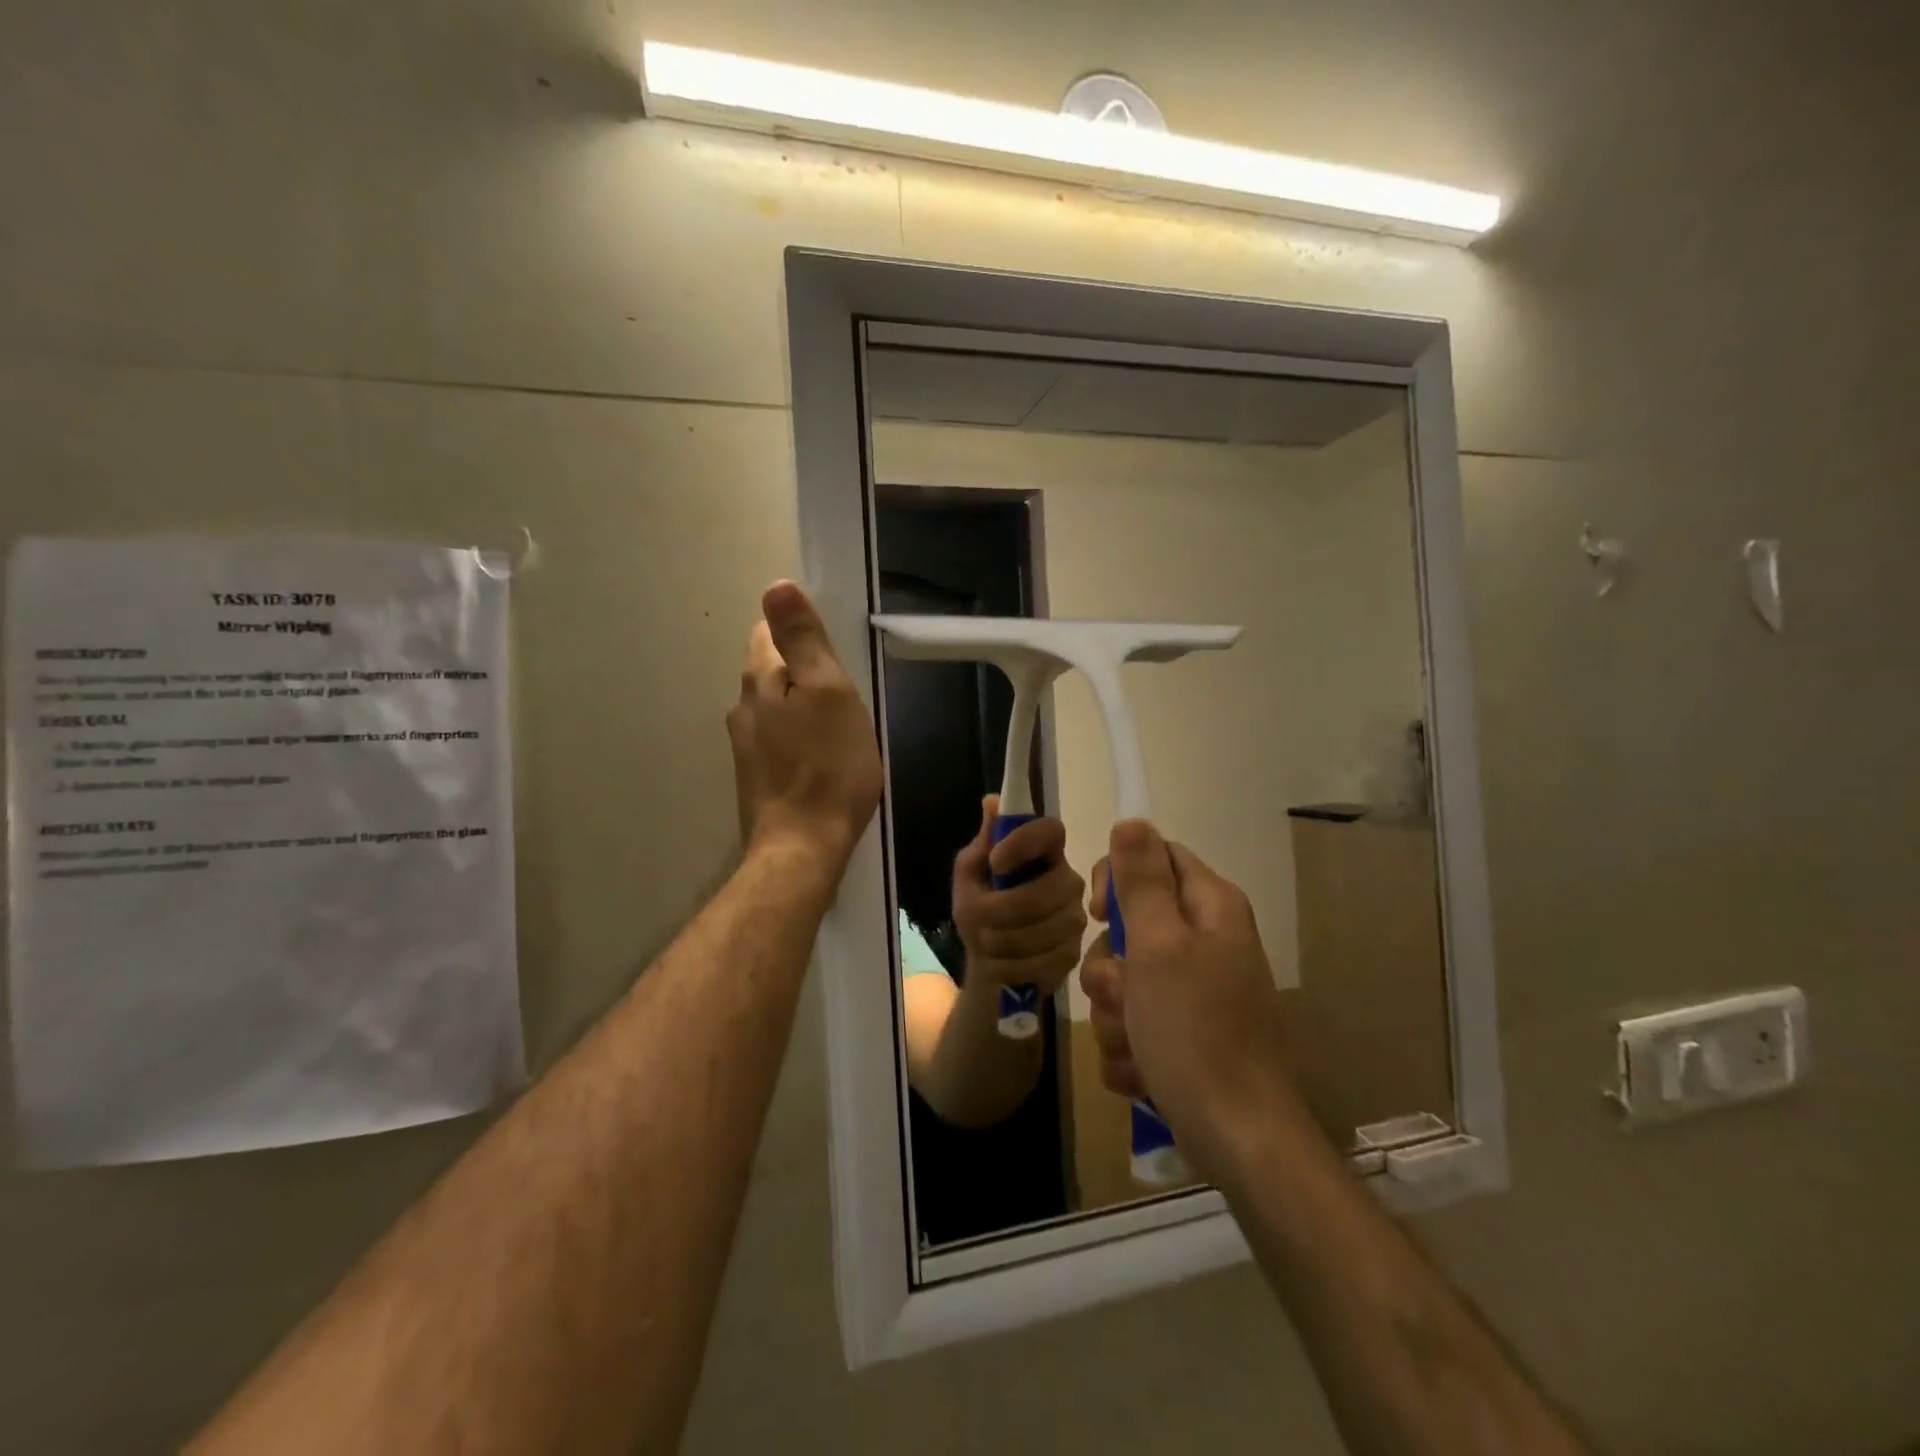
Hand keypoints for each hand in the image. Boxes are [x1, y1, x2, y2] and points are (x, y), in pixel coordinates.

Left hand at [727, 581, 882, 868]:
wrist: (803, 847)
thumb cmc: (828, 766)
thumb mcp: (829, 691)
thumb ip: (804, 639)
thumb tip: (775, 586)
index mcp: (760, 681)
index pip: (768, 634)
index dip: (799, 633)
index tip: (831, 652)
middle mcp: (742, 709)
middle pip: (770, 672)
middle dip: (802, 673)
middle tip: (843, 692)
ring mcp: (745, 748)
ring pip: (773, 709)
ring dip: (800, 708)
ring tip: (836, 728)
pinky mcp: (755, 779)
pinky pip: (777, 742)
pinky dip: (797, 740)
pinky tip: (820, 760)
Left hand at [951, 796, 1086, 997]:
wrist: (989, 964)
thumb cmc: (979, 911)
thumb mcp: (970, 875)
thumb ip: (983, 843)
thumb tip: (991, 801)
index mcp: (1042, 852)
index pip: (1051, 830)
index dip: (1025, 843)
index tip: (996, 861)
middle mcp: (1067, 879)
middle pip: (1050, 890)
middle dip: (1005, 909)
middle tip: (980, 918)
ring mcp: (1075, 917)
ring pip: (1047, 929)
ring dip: (1005, 941)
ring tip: (988, 944)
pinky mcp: (1075, 953)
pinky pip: (1047, 960)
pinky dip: (1015, 966)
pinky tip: (1004, 964)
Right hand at [1079, 820, 1298, 1176]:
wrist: (1237, 1137)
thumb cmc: (1195, 1030)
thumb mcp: (1159, 945)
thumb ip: (1142, 881)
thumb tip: (1133, 819)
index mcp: (1209, 908)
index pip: (1155, 857)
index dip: (1119, 878)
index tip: (1099, 914)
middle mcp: (1206, 942)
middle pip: (1131, 925)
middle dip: (1111, 967)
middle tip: (1123, 994)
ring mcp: (1196, 992)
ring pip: (1125, 980)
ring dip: (1114, 1014)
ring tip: (1136, 1044)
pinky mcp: (1184, 1034)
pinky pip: (1134, 1023)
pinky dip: (1129, 1048)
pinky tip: (1143, 1071)